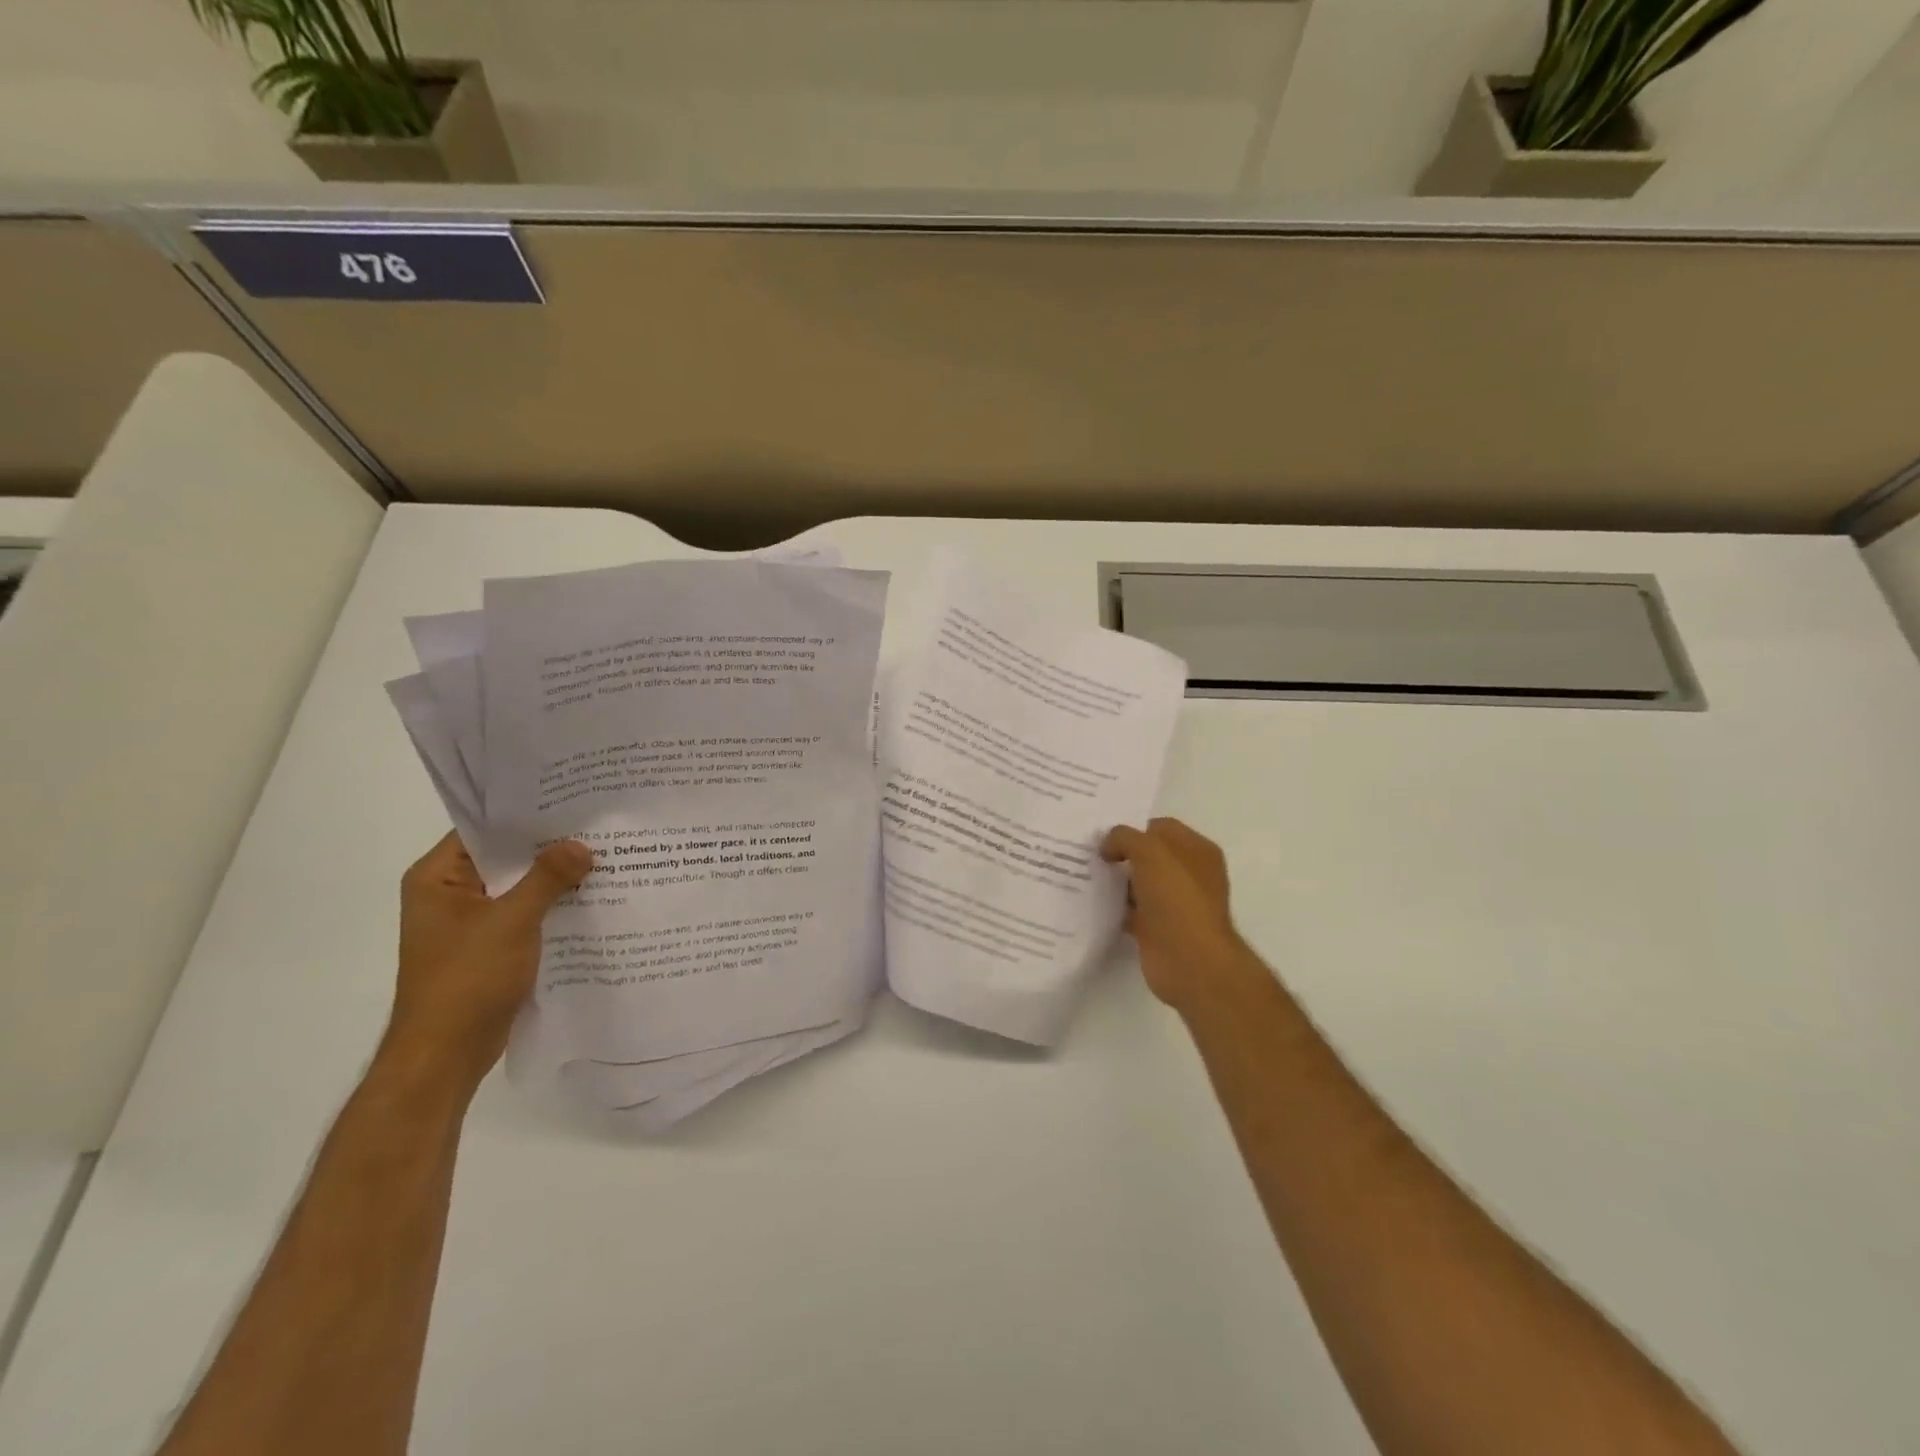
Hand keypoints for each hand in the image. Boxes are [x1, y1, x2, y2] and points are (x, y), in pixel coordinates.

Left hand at [386, 833, 593, 1090]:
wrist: (445, 1056)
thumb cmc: (466, 980)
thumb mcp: (511, 921)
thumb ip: (547, 879)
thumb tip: (582, 845)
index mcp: (438, 878)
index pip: (484, 829)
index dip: (526, 814)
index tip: (572, 800)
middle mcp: (450, 893)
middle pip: (505, 857)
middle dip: (549, 846)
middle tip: (598, 824)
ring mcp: (470, 922)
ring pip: (519, 887)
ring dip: (555, 878)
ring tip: (604, 855)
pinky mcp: (490, 946)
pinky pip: (526, 913)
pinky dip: (553, 905)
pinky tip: (593, 897)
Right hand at [1101, 817, 1261, 1012]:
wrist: (1190, 962)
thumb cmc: (1177, 899)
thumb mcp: (1150, 853)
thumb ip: (1125, 838)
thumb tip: (1108, 847)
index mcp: (1197, 850)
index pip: (1161, 828)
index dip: (1133, 828)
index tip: (1102, 835)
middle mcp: (1189, 874)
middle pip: (1148, 855)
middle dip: (1121, 853)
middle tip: (1087, 853)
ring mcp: (1174, 903)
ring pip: (1138, 883)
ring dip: (1116, 881)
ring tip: (1084, 875)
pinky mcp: (1158, 929)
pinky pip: (1131, 910)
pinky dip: (1115, 908)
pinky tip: (1092, 904)